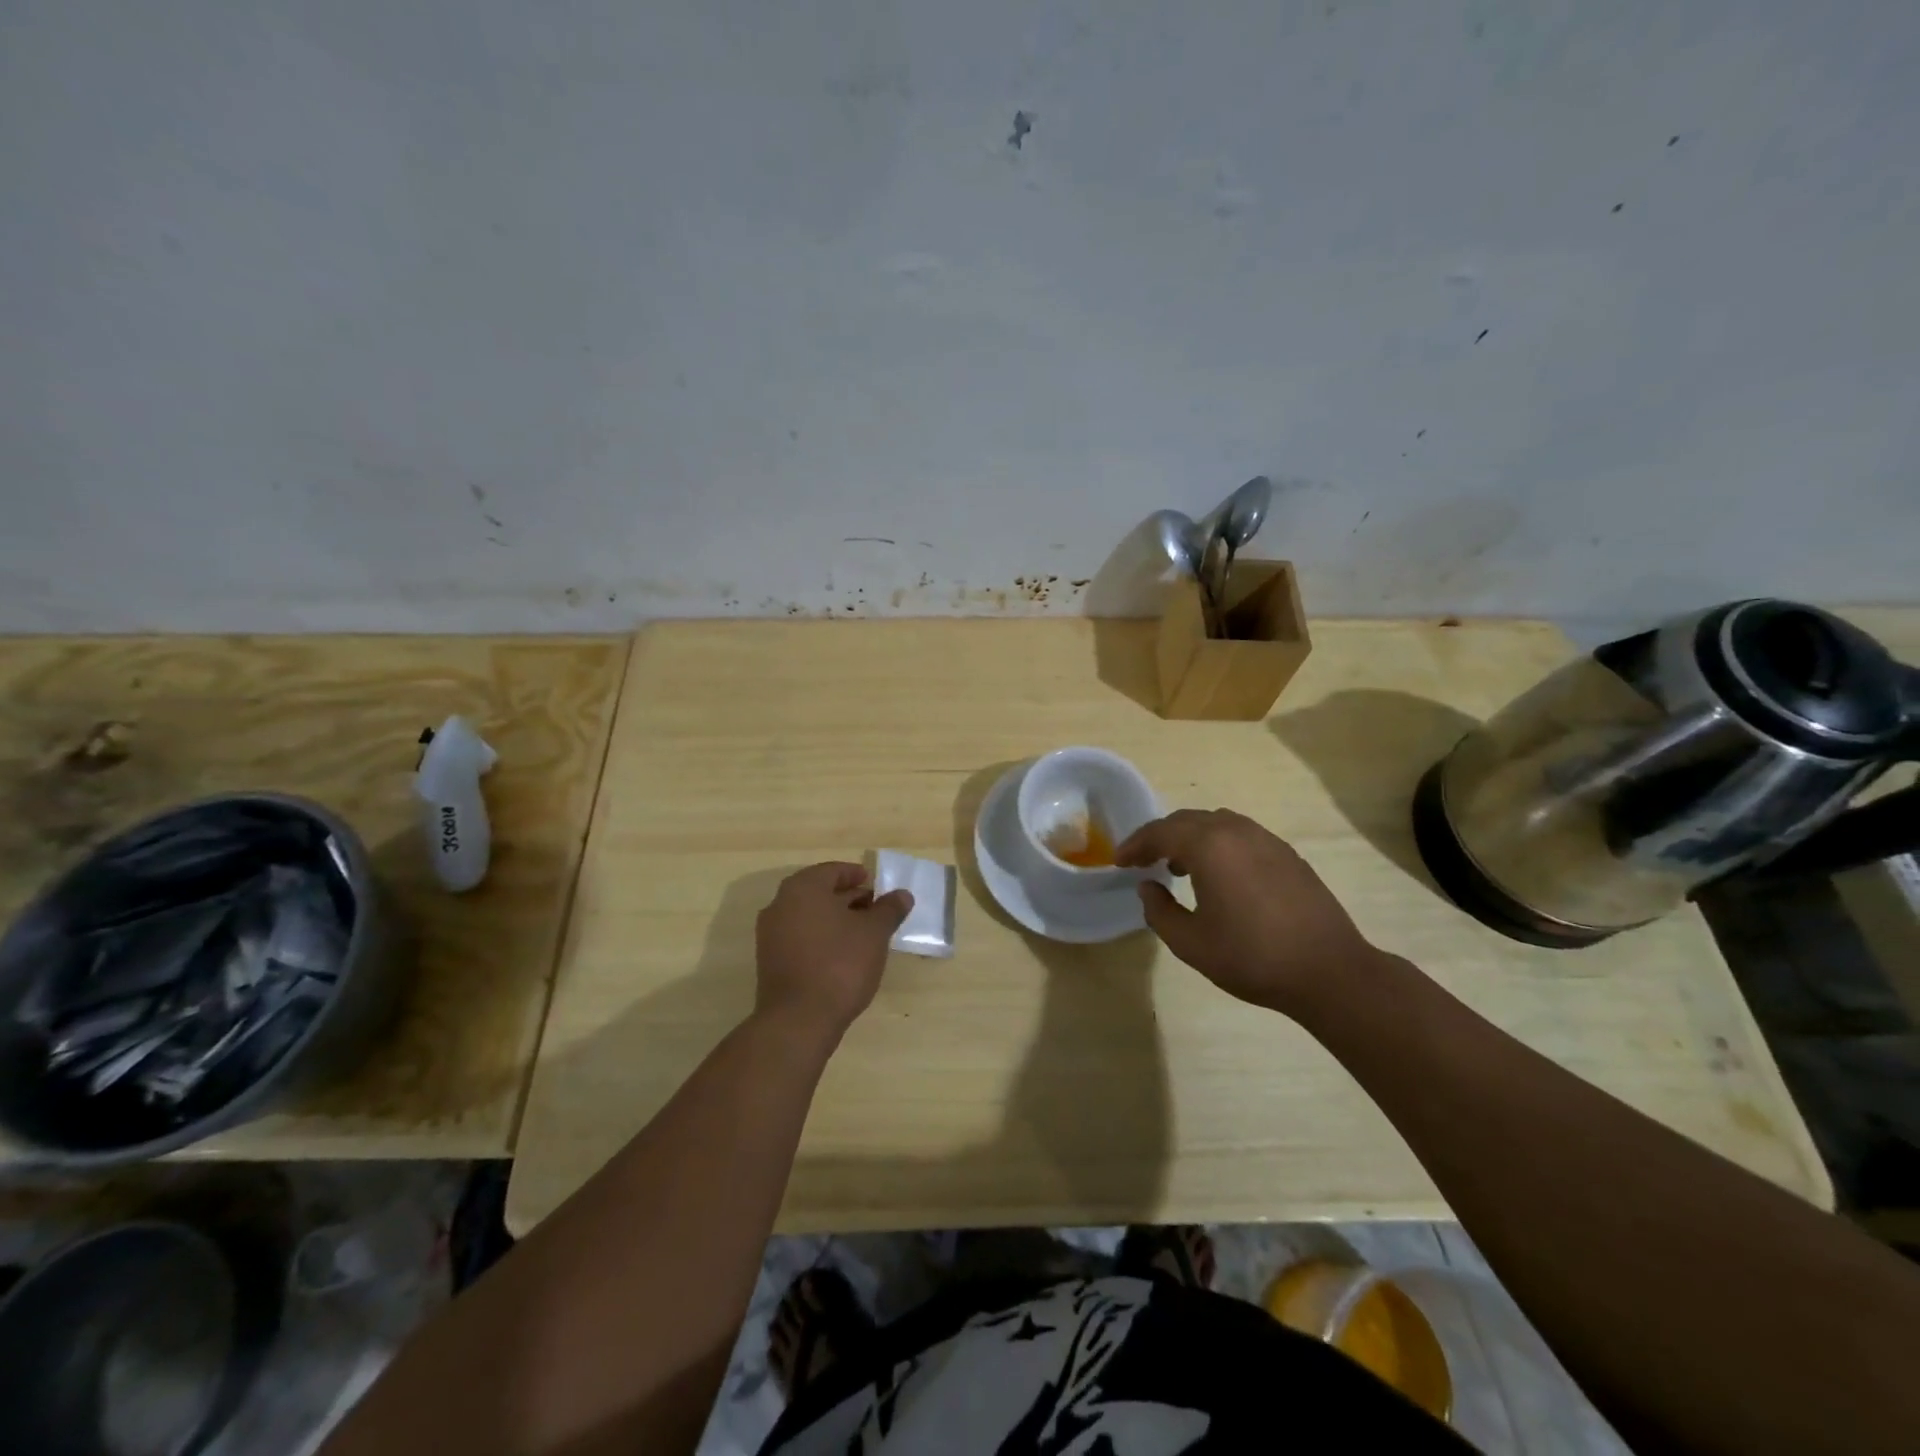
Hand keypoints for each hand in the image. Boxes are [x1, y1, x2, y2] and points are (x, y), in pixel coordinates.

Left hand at [754, 863, 911, 1040]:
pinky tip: (842, 953)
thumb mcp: (874, 933)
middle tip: (873, 907)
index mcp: (803, 889)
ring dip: (834, 918)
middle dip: (846, 897)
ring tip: (862, 931)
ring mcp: (770, 934)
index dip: (855, 875)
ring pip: (808, 915)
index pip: (831, 871)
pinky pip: (799, 936)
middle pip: (818, 892)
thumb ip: (889, 910)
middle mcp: (780, 905)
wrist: (799, 1020)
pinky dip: (820, 936)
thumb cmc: (840, 964)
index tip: (874, 884)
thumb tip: (903, 895)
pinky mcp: (770, 961)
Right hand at [1116, 809, 1381, 1017]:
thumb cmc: (1252, 957)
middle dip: (1160, 837)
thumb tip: (1149, 887)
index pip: (1160, 832)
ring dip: (1190, 838)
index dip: (1135, 845)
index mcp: (1209, 846)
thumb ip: (1159, 911)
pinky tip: (1219, 875)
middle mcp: (1236, 831)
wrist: (1329, 971)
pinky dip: (1218, 844)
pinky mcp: (1287, 854)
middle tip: (1143, 860)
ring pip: (1216, 823)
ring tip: (1178, 866)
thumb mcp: (1191, 943)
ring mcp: (1266, 840)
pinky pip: (1241, 835)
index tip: (1120, 862)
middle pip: (1187, 820)